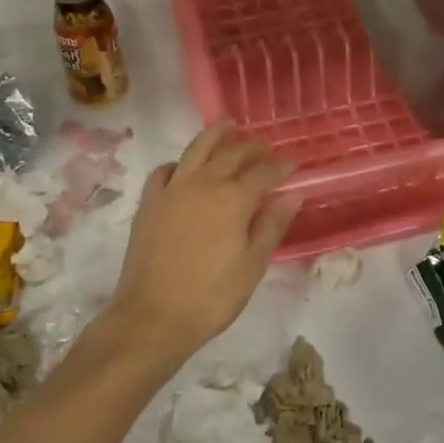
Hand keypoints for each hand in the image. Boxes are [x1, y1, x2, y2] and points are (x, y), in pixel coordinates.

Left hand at [104, 123, 300, 363]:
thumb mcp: (252, 265)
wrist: (152, 317)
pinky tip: (184, 167)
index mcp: (234, 199)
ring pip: (196, 149)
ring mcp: (172, 190)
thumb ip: (272, 225)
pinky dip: (178, 163)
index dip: (280, 166)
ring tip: (228, 125)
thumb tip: (293, 194)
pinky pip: (164, 171)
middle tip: (265, 145)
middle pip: (232, 154)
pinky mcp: (149, 202)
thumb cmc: (211, 296)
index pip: (264, 172)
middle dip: (252, 147)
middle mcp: (204, 184)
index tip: (293, 163)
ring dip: (215, 135)